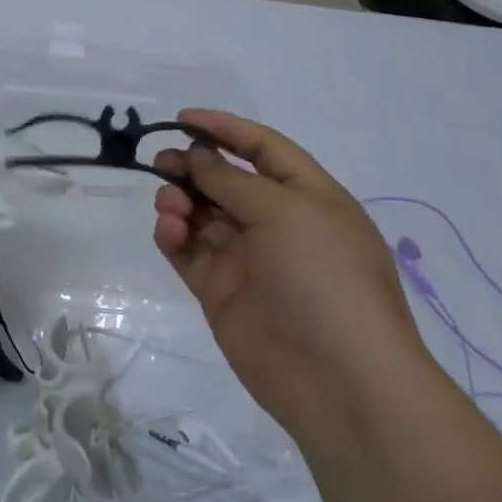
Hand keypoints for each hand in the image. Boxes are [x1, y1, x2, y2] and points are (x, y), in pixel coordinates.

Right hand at [152, 110, 420, 429]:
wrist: (339, 382)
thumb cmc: (324, 277)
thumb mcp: (285, 212)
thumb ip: (232, 180)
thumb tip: (197, 156)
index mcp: (308, 197)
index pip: (263, 148)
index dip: (224, 129)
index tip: (182, 118)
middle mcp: (277, 223)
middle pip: (226, 180)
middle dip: (193, 165)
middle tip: (161, 162)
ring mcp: (248, 259)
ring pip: (202, 214)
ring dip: (181, 200)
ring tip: (170, 205)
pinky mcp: (221, 292)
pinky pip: (189, 252)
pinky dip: (173, 236)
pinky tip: (168, 231)